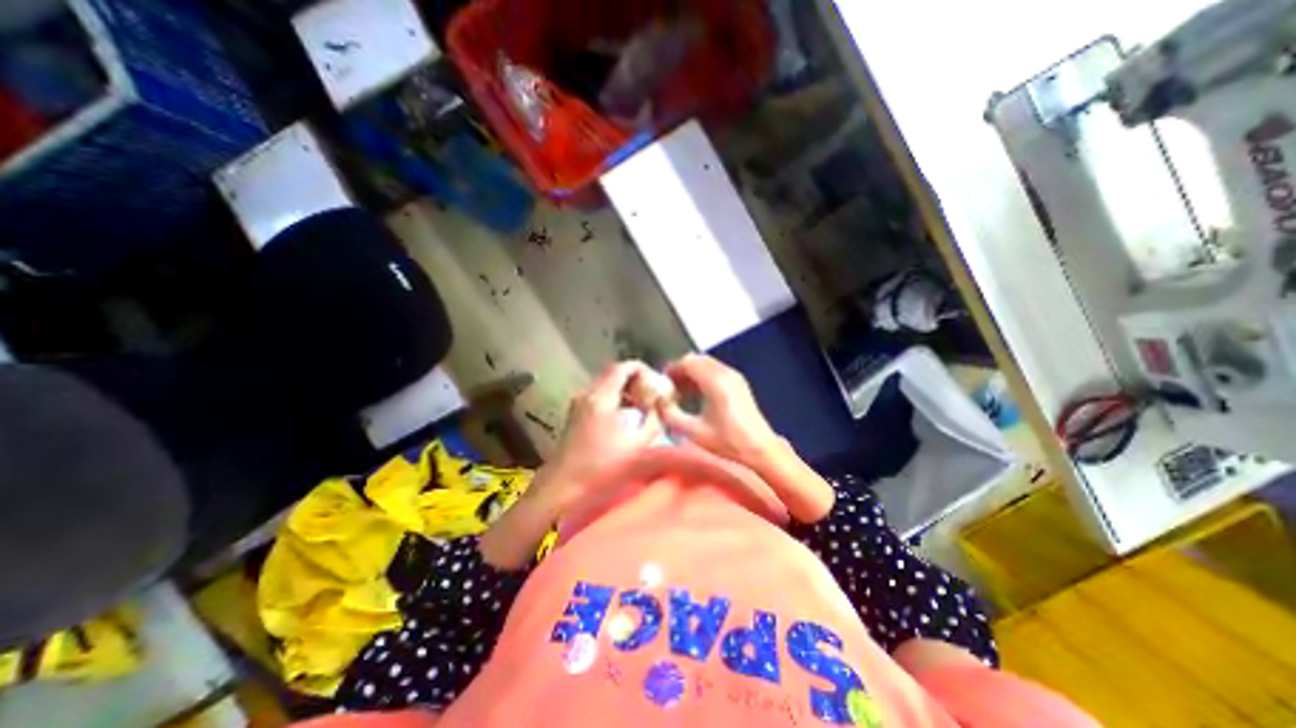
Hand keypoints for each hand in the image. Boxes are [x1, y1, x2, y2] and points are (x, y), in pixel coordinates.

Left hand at [537, 358, 663, 509]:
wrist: (562, 488)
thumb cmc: (601, 468)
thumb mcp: (637, 447)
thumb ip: (653, 422)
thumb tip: (660, 408)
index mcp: (601, 397)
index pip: (623, 367)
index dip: (643, 370)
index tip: (657, 384)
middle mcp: (587, 394)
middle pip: (613, 373)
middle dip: (636, 380)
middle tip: (652, 396)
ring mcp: (578, 404)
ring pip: (606, 385)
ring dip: (625, 391)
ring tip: (642, 408)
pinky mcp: (575, 415)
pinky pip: (599, 396)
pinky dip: (615, 400)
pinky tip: (625, 420)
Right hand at [661, 355, 778, 469]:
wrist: (761, 448)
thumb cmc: (728, 442)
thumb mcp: (694, 432)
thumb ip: (671, 415)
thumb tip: (658, 404)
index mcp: (715, 381)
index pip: (688, 362)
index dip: (672, 369)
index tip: (662, 383)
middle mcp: (726, 373)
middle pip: (697, 360)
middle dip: (680, 370)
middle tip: (669, 388)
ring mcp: (735, 377)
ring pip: (706, 364)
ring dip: (691, 373)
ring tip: (680, 393)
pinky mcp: (739, 383)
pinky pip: (715, 370)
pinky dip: (702, 377)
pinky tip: (696, 396)